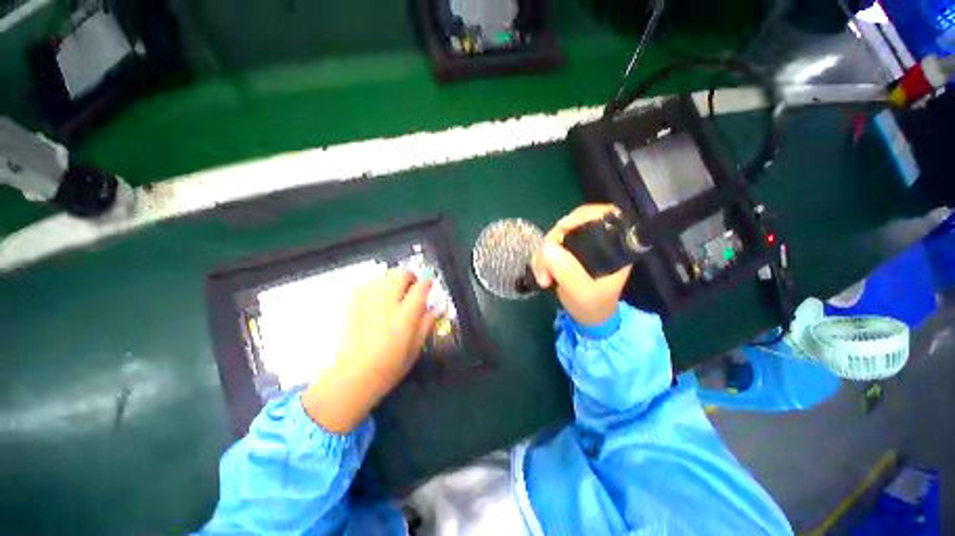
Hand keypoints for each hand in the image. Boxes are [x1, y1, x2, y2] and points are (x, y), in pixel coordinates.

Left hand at [302, 270, 436, 432]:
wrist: (353, 376)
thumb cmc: (390, 367)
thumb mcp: (415, 348)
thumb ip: (425, 324)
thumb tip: (433, 309)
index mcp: (405, 316)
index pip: (420, 288)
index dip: (426, 283)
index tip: (428, 284)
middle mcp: (386, 304)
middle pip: (400, 275)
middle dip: (409, 276)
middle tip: (411, 285)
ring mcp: (367, 303)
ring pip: (382, 277)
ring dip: (392, 280)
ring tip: (394, 292)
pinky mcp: (353, 306)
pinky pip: (365, 285)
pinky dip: (375, 286)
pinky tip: (377, 296)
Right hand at [531, 204, 632, 325]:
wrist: (587, 317)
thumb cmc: (592, 306)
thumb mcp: (582, 293)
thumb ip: (568, 271)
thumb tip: (547, 246)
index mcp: (614, 248)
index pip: (606, 214)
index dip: (583, 214)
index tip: (562, 227)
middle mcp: (598, 242)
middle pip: (573, 224)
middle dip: (553, 242)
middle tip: (544, 268)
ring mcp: (581, 246)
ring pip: (557, 236)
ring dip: (543, 254)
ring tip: (542, 278)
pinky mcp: (567, 253)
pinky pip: (549, 247)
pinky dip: (541, 258)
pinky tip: (540, 274)